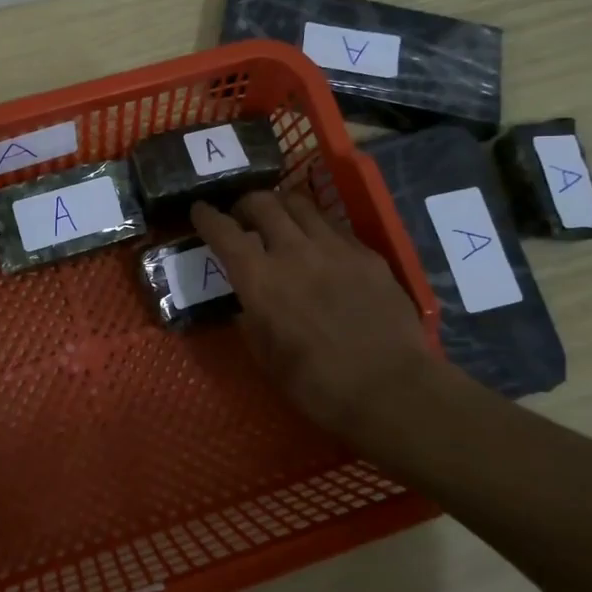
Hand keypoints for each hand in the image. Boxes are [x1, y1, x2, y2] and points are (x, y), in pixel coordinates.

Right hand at [192, 190, 436, 438]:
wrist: (391, 389)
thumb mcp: (267, 358)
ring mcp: (334, 247)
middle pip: (262, 203)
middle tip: (242, 217)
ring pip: (300, 204)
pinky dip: (316, 226)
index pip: (224, 232)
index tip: (200, 210)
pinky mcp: (367, 253)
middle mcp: (293, 251)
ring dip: (281, 207)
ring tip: (280, 220)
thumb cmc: (318, 385)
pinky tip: (320, 244)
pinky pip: (334, 225)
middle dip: (245, 204)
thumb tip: (247, 301)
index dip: (207, 217)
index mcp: (260, 280)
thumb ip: (250, 320)